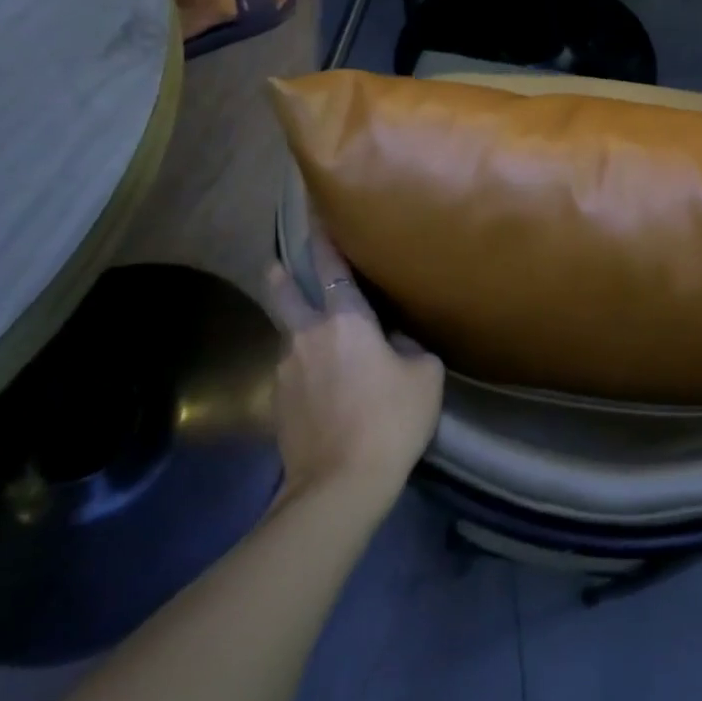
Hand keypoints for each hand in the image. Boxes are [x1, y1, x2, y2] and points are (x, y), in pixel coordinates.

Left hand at [264, 229, 443, 506]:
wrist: (340, 484)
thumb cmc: (390, 419)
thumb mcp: (424, 377)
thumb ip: (410, 348)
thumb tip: (395, 343)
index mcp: (346, 321)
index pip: (333, 269)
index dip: (326, 241)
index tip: (316, 216)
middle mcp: (308, 337)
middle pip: (286, 295)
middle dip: (281, 276)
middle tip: (276, 265)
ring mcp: (286, 371)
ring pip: (290, 338)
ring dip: (299, 332)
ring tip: (316, 343)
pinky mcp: (278, 404)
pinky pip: (292, 373)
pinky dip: (303, 371)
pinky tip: (320, 390)